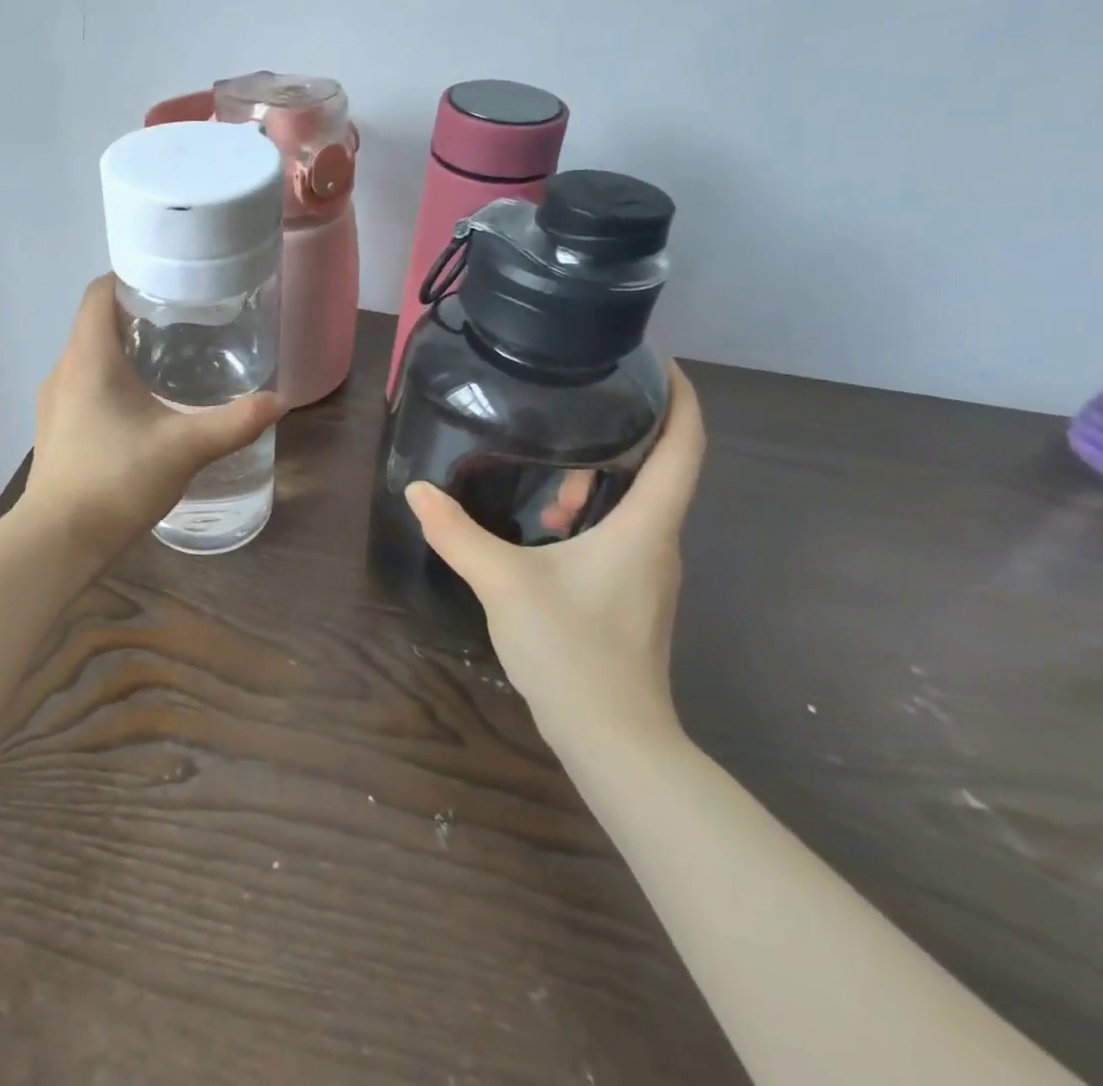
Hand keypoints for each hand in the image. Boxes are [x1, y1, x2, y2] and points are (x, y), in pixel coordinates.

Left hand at [24, 276, 286, 558]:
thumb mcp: (185, 448)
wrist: (58, 541)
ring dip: (124, 352)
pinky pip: (84, 385)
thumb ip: (234, 423)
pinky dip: (112, 381)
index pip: (100, 292)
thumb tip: (280, 401)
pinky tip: (144, 408)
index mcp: (89, 357)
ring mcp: (54, 401)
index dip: (131, 279)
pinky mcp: (55, 428)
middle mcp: (64, 369)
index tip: (170, 288)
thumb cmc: (116, 481)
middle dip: (138, 317)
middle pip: (97, 322)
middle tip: (186, 325)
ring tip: (170, 364)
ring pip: (90, 356)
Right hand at [405, 362, 705, 745]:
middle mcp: (659, 541)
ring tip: (551, 467)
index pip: (685, 446)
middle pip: (661, 468)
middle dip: (625, 431)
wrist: (613, 740)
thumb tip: (418, 492)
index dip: (680, 397)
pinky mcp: (633, 595)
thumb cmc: (572, 651)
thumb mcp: (504, 583)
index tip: (657, 362)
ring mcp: (649, 572)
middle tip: (579, 402)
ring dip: (600, 478)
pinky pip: (622, 532)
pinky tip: (548, 527)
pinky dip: (592, 513)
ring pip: (636, 503)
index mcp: (646, 526)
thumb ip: (458, 534)